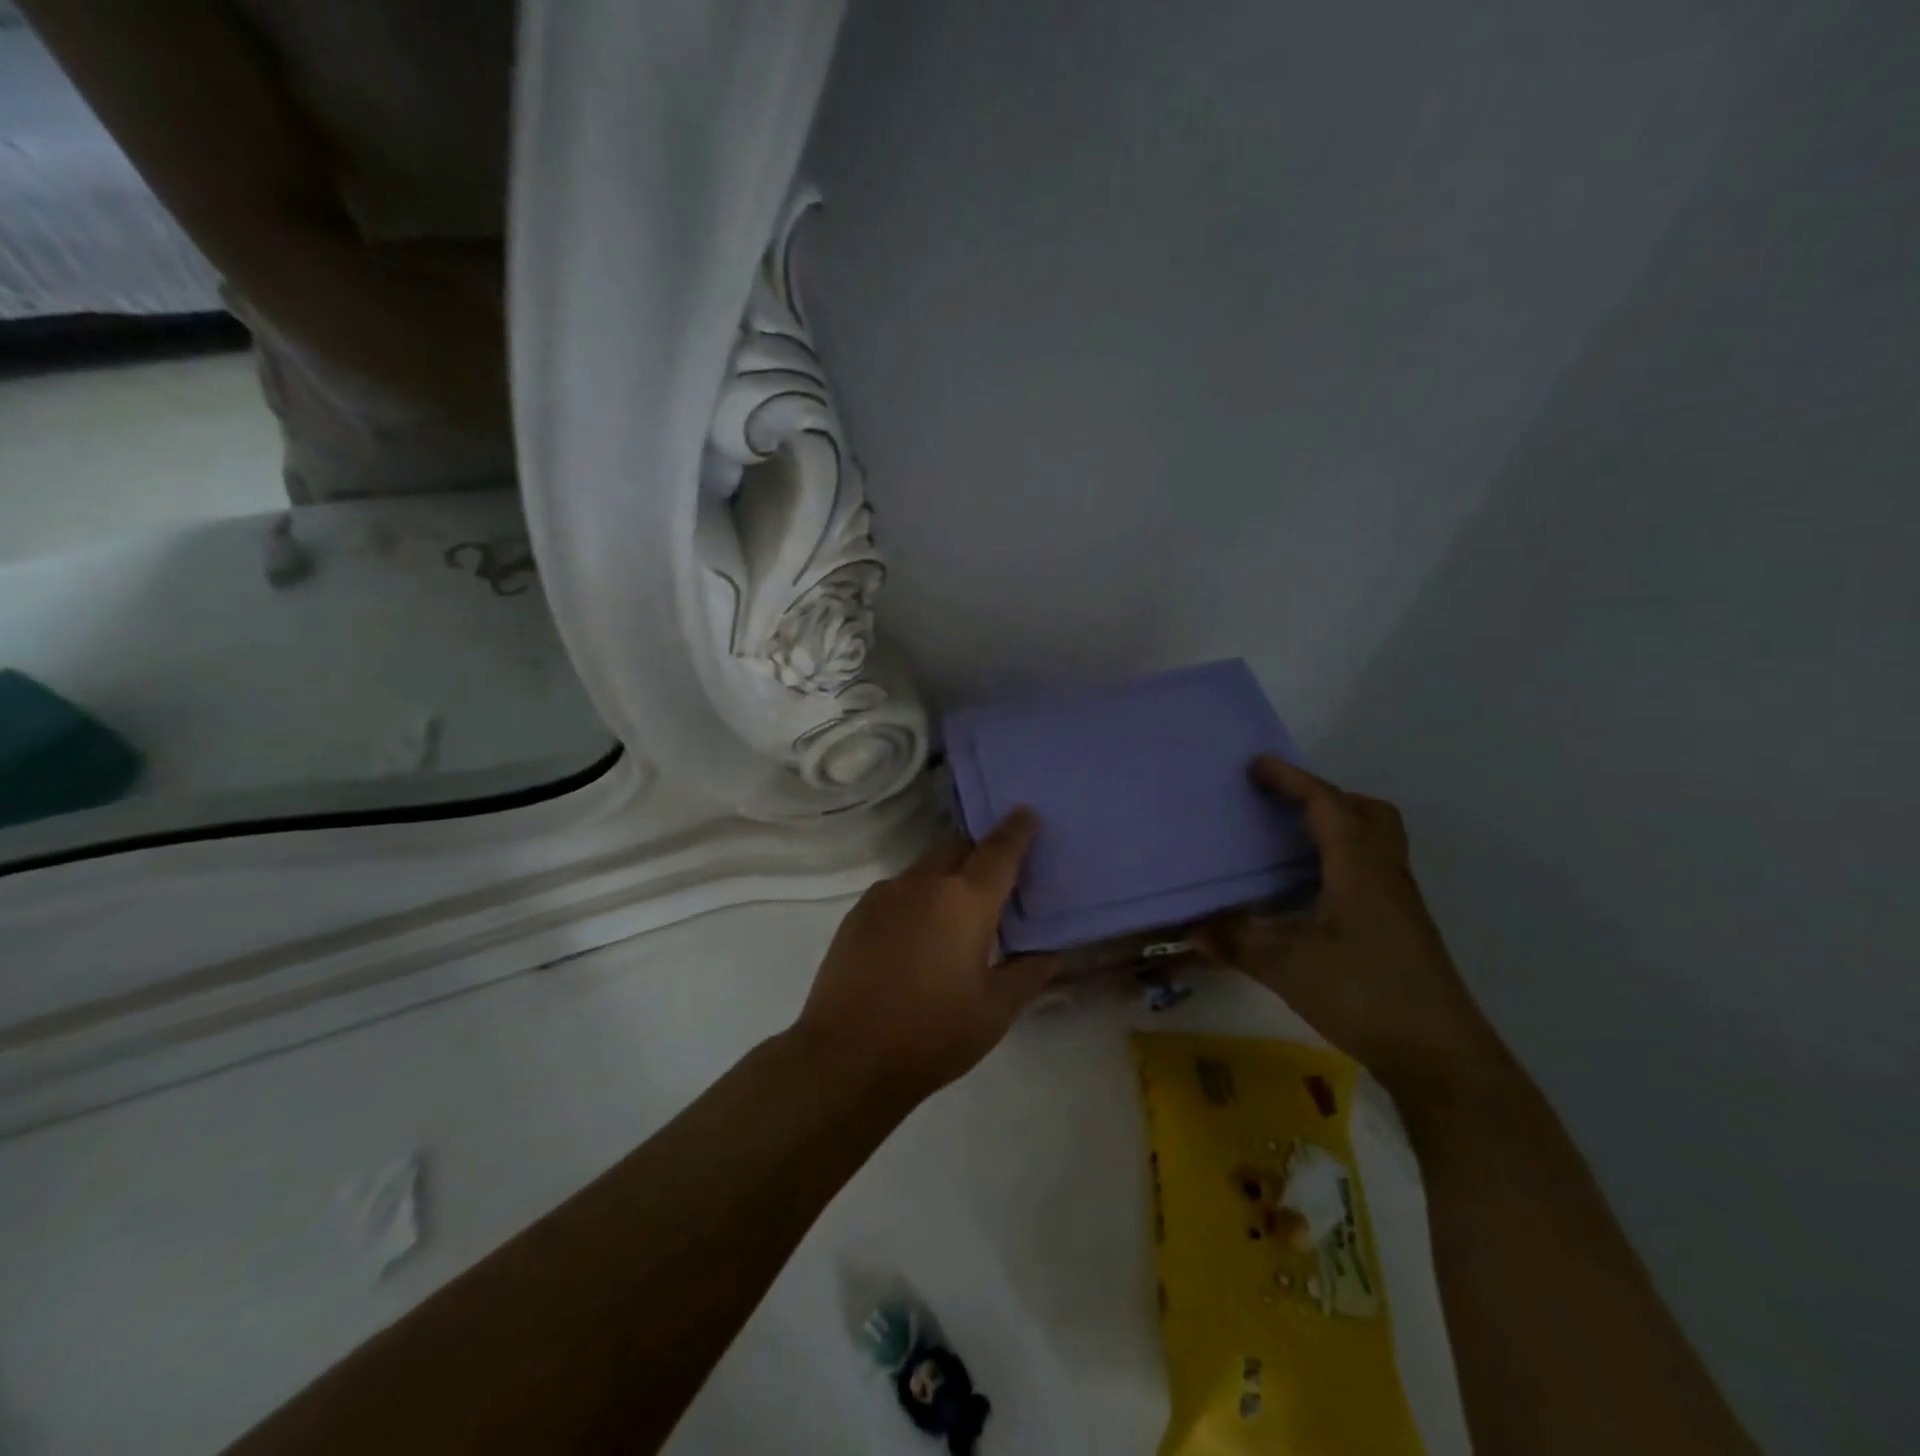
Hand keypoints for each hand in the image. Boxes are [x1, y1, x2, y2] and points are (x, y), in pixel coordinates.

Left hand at [794, 810, 1059, 1104]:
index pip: (999, 850)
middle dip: (978, 854)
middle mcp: (924, 883)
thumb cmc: (933, 1034)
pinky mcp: (857, 913)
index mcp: (965, 900)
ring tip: (953, 917)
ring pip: (925, 869)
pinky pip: (897, 890)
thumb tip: (1051, 949)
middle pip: (958, 849)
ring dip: (945, 878)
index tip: (1025, 813)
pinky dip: (915, 898)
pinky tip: (914, 937)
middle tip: (994, 882)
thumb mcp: (996, 1011)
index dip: (1017, 830)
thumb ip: (1029, 972)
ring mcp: (885, 895)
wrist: (847, 1057)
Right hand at [1203, 755, 1503, 1097]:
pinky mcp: (1402, 929)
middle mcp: (1385, 874)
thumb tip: (1191, 927)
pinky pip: (1372, 871)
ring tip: (1292, 843)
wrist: (1440, 1056)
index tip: (1256, 765)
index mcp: (1359, 868)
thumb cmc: (1363, 993)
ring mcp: (1399, 903)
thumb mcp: (1286, 965)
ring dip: (1338, 828)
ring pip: (1376, 842)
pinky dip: (1342, 862)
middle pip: (1367, 813)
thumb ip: (1235, 941)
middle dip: (1325, 797)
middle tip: (1285, 805)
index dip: (1291, 779)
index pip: (1326, 804)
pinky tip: (1311, 894)